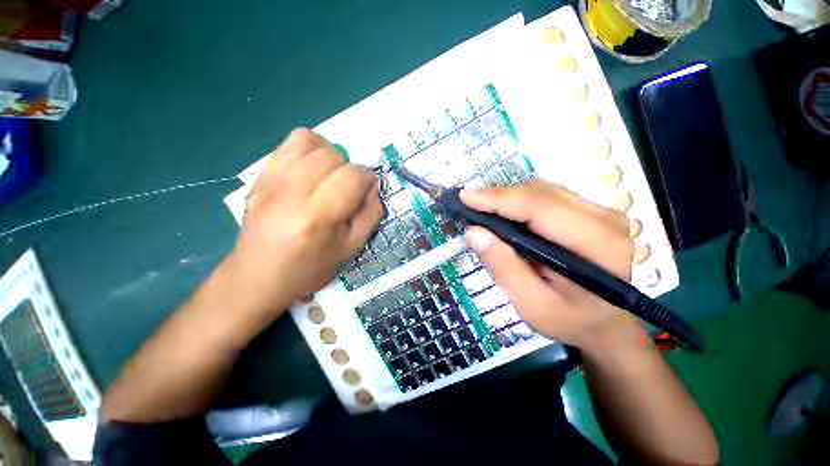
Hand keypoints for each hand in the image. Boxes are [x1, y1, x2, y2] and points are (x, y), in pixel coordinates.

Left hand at [226, 128, 382, 317]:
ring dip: (329, 155)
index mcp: (317, 217)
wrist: (257, 277)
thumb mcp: (351, 248)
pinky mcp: (258, 176)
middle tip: (346, 188)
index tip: (367, 190)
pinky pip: (288, 144)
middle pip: (332, 154)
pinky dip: (308, 150)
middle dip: (349, 168)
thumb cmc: (310, 269)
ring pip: (310, 141)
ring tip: (329, 176)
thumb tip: (372, 186)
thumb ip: (370, 214)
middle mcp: (290, 192)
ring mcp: (270, 180)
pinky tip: (310, 171)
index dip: (367, 178)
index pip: (352, 176)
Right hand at [461, 179, 646, 353]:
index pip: (540, 208)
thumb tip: (474, 233)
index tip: (464, 197)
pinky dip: (518, 201)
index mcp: (597, 246)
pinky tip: (502, 212)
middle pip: (540, 193)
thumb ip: (504, 268)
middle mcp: (605, 219)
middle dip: (498, 196)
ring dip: (507, 197)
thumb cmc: (568, 320)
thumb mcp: (531, 305)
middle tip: (467, 204)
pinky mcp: (590, 210)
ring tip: (480, 208)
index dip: (499, 199)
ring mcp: (600, 211)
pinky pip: (546, 195)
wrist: (603, 322)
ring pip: (542, 189)